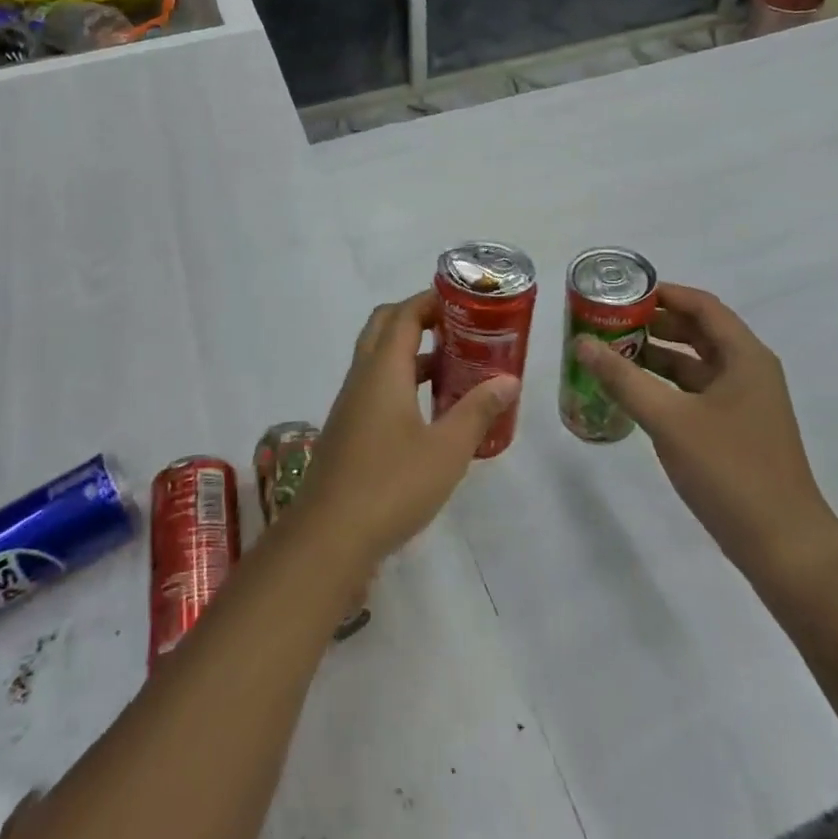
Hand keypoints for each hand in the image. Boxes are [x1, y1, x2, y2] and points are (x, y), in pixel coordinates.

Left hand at [298, 290, 518, 568]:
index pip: (404, 314)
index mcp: (383, 370)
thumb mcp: (447, 450)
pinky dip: (402, 382)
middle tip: (457, 328)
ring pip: (379, 360)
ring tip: (454, 366)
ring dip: (411, 353)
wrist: (328, 537)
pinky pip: (376, 387)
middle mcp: (362, 377)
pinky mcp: (348, 430)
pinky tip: (430, 412)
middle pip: (385, 327)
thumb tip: (509, 380)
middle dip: (418, 319)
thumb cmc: (392, 485)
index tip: (464, 301)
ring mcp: (350, 404)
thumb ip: (478, 411)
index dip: (431, 301)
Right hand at [575, 284, 837, 579]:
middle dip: (654, 324)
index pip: (702, 305)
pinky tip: (634, 394)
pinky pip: (696, 393)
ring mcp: (744, 403)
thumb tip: (582, 344)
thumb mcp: (669, 420)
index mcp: (745, 357)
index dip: (663, 293)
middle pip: (698, 331)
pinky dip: (666, 386)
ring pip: (695, 364)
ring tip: (612, 353)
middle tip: (609, 322)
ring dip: (657, 355)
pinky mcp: (736, 430)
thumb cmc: (730, 470)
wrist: (783, 545)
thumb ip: (623, 379)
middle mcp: (748, 371)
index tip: (621, 292)